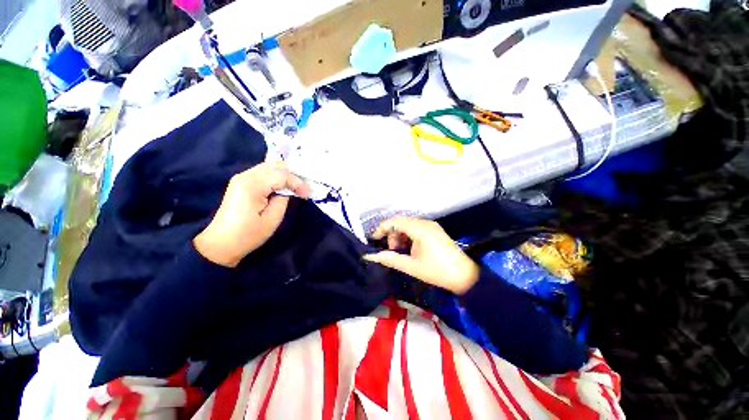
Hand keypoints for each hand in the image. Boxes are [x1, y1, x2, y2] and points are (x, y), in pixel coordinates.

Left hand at [194, 162, 309, 267]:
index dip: (298, 183)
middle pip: (275, 165)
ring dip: (286, 174)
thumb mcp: (272, 219)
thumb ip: (283, 199)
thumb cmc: (248, 234)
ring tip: (297, 186)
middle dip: (294, 174)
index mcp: (252, 185)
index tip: (307, 195)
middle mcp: (246, 176)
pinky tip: (285, 185)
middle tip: (304, 188)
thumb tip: (289, 190)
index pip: (281, 174)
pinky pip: (265, 172)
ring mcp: (242, 177)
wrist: (221, 243)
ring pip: (270, 166)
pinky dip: (278, 176)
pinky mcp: (242, 181)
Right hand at [363, 216, 478, 294]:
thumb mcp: (411, 266)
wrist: (465, 276)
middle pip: (402, 222)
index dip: (383, 228)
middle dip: (392, 234)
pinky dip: (409, 237)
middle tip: (392, 250)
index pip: (396, 221)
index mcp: (420, 229)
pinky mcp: (435, 231)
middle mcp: (426, 223)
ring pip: (409, 225)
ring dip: (400, 236)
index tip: (375, 239)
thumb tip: (371, 256)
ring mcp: (432, 226)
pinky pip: (417, 229)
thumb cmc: (437, 271)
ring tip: (401, 251)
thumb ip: (390, 259)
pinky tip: (410, 249)